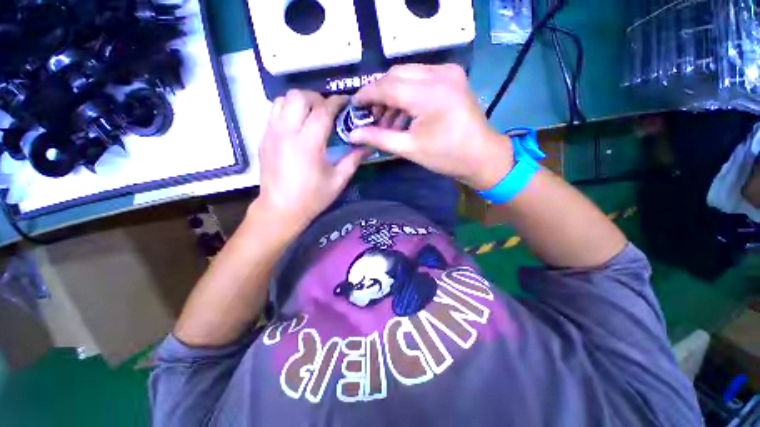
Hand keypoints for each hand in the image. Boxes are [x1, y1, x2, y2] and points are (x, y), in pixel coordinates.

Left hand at [256, 90, 366, 227]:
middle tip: (328, 111)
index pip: (322, 110)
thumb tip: (367, 145)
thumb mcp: (338, 181)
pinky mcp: (264, 137)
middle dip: (317, 98)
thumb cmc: (312, 197)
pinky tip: (298, 125)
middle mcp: (287, 132)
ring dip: (301, 102)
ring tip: (312, 115)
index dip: (336, 102)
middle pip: (299, 96)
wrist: (280, 209)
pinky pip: (275, 111)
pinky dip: (289, 109)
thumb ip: (353, 160)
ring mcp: (271, 133)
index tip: (346, 102)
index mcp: (308, 144)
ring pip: (283, 99)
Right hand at [350, 64, 512, 190]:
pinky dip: (408, 93)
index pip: (386, 85)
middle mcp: (439, 74)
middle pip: (396, 74)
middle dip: (379, 94)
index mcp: (428, 94)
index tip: (354, 106)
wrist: (482, 156)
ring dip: (393, 94)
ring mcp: (448, 72)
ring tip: (387, 120)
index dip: (366, 94)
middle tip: (371, 116)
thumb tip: (352, 135)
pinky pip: (421, 78)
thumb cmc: (446, 157)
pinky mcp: (453, 77)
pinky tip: (403, 114)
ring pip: (408, 74)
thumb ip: (379, 138)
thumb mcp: (409, 149)